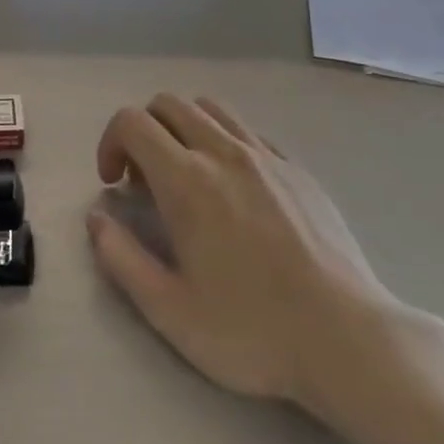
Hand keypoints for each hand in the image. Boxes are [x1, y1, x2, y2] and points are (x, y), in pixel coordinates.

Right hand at [86, 94, 425, 429]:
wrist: (347, 339)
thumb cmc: (251, 330)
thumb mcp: (169, 310)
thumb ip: (121, 258)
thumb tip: (97, 218)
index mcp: (187, 180)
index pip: (132, 122)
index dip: (110, 143)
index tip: (114, 184)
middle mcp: (225, 152)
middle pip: (168, 104)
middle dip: (143, 132)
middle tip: (146, 183)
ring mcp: (267, 157)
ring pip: (210, 109)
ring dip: (184, 130)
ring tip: (188, 179)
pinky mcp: (298, 170)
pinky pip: (248, 133)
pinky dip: (224, 143)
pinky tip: (235, 192)